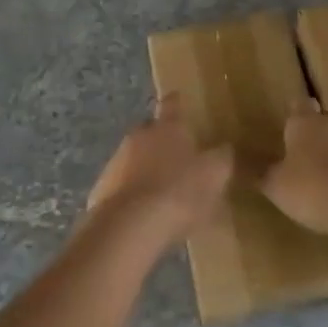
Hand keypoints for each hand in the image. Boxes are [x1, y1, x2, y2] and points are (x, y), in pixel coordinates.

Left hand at [84, 94, 232, 247]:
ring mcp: (116, 162)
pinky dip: (134, 194)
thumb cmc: (179, 192)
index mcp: (168, 127)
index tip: (179, 99)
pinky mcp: (102, 189)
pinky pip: (122, 185)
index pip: (172, 104)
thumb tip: (225, 148)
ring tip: (163, 192)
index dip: (177, 102)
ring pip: (134, 158)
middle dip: (162, 141)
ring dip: (146, 169)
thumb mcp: (214, 175)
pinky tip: (145, 214)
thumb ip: (222, 158)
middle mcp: (139, 136)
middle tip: (178, 157)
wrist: (129, 226)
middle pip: (150, 131)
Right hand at [261, 101, 327, 239]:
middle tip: (305, 143)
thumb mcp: (277, 187)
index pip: (297, 104)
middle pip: (325, 116)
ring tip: (325, 168)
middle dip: (317, 126)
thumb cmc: (314, 188)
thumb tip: (242, 163)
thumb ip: (262, 174)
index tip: (287, 118)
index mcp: (303, 122)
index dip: (292, 111)